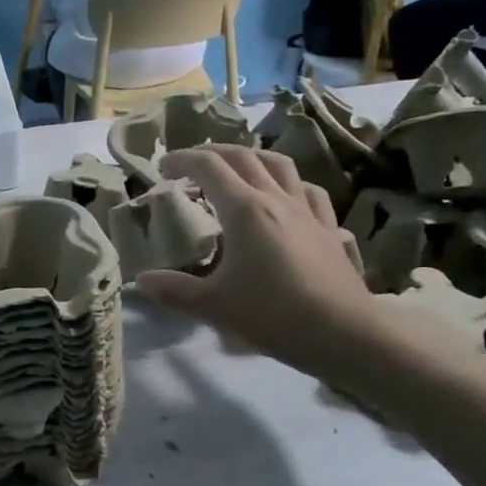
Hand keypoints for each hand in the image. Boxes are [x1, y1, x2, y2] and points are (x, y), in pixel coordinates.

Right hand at [136, 147, 381, 379]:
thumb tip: (141, 280)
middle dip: (213, 152)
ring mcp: (307, 211)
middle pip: (243, 157)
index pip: (208, 167)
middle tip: (192, 164)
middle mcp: (276, 199)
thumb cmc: (273, 314)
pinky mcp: (329, 228)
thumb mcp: (213, 306)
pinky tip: (286, 197)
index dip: (183, 160)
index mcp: (244, 209)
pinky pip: (309, 191)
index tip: (163, 168)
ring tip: (238, 169)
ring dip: (253, 158)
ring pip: (280, 165)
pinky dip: (290, 184)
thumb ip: (174, 290)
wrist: (344, 332)